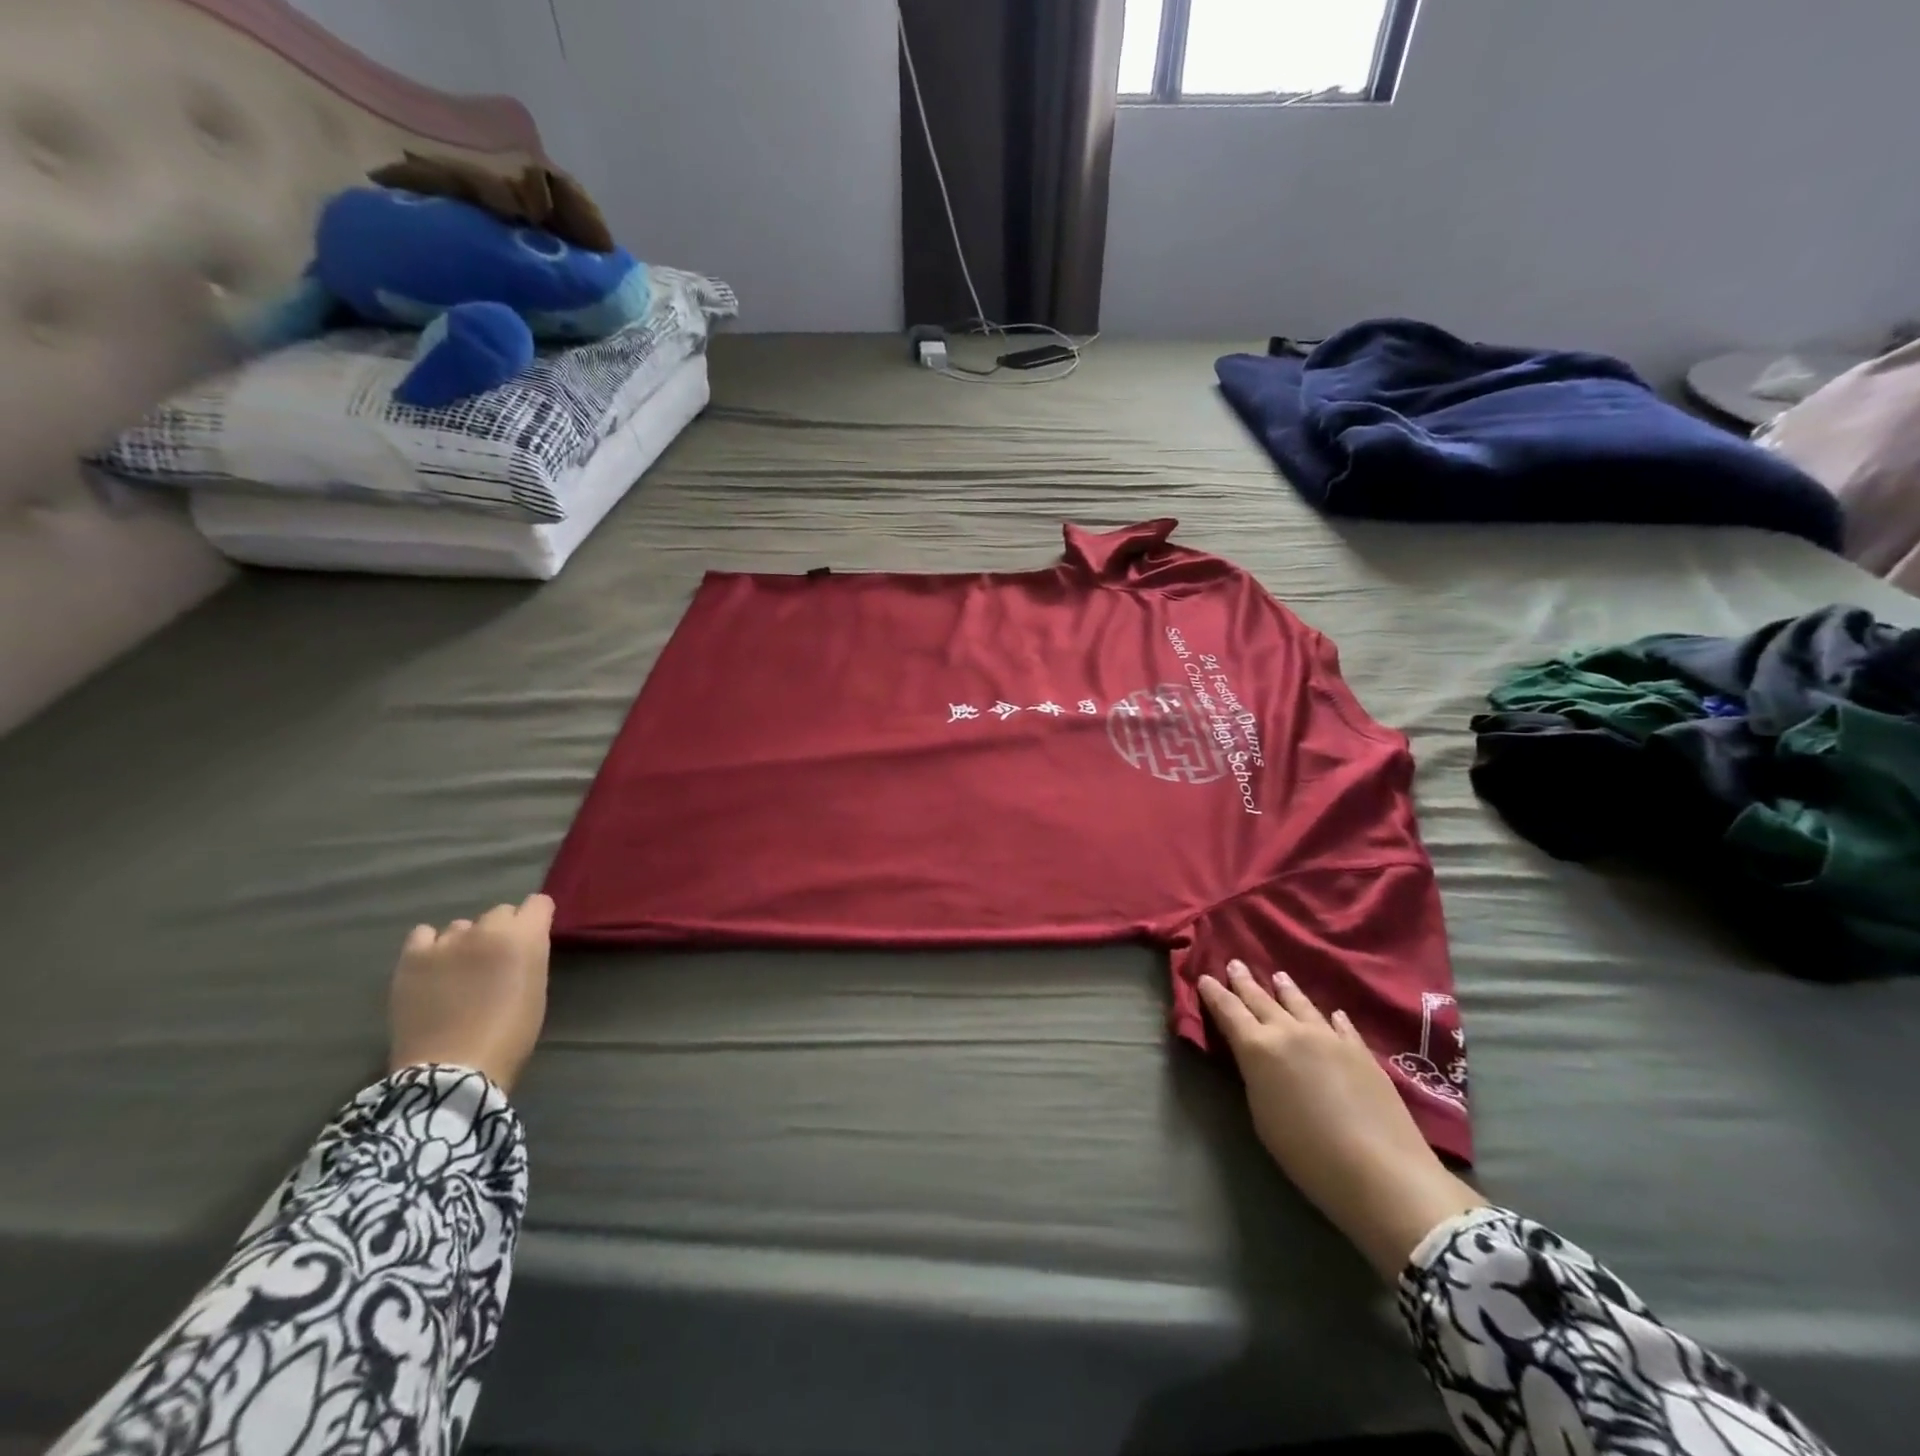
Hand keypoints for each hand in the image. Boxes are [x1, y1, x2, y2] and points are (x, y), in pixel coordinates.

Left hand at [389, 894, 554, 1092]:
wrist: (454, 1070)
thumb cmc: (511, 1034)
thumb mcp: (537, 988)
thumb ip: (530, 956)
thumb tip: (520, 945)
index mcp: (524, 937)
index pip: (538, 903)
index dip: (536, 918)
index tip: (533, 937)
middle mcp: (487, 929)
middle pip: (500, 912)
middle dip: (502, 931)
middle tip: (496, 961)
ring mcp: (446, 942)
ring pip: (462, 926)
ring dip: (466, 942)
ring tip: (460, 970)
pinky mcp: (412, 958)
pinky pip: (423, 934)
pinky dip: (431, 946)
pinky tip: (433, 967)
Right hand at [1198, 960, 1485, 1280]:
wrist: (1380, 1171)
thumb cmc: (1306, 1153)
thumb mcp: (1262, 1116)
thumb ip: (1256, 1078)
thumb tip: (1259, 1061)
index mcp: (1258, 1048)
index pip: (1228, 1011)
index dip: (1215, 993)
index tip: (1204, 977)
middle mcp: (1290, 1032)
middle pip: (1261, 1000)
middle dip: (1244, 982)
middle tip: (1234, 964)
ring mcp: (1328, 1037)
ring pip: (1300, 1004)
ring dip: (1285, 989)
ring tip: (1278, 976)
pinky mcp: (1360, 1051)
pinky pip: (1339, 1026)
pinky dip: (1329, 1017)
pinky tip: (1331, 1013)